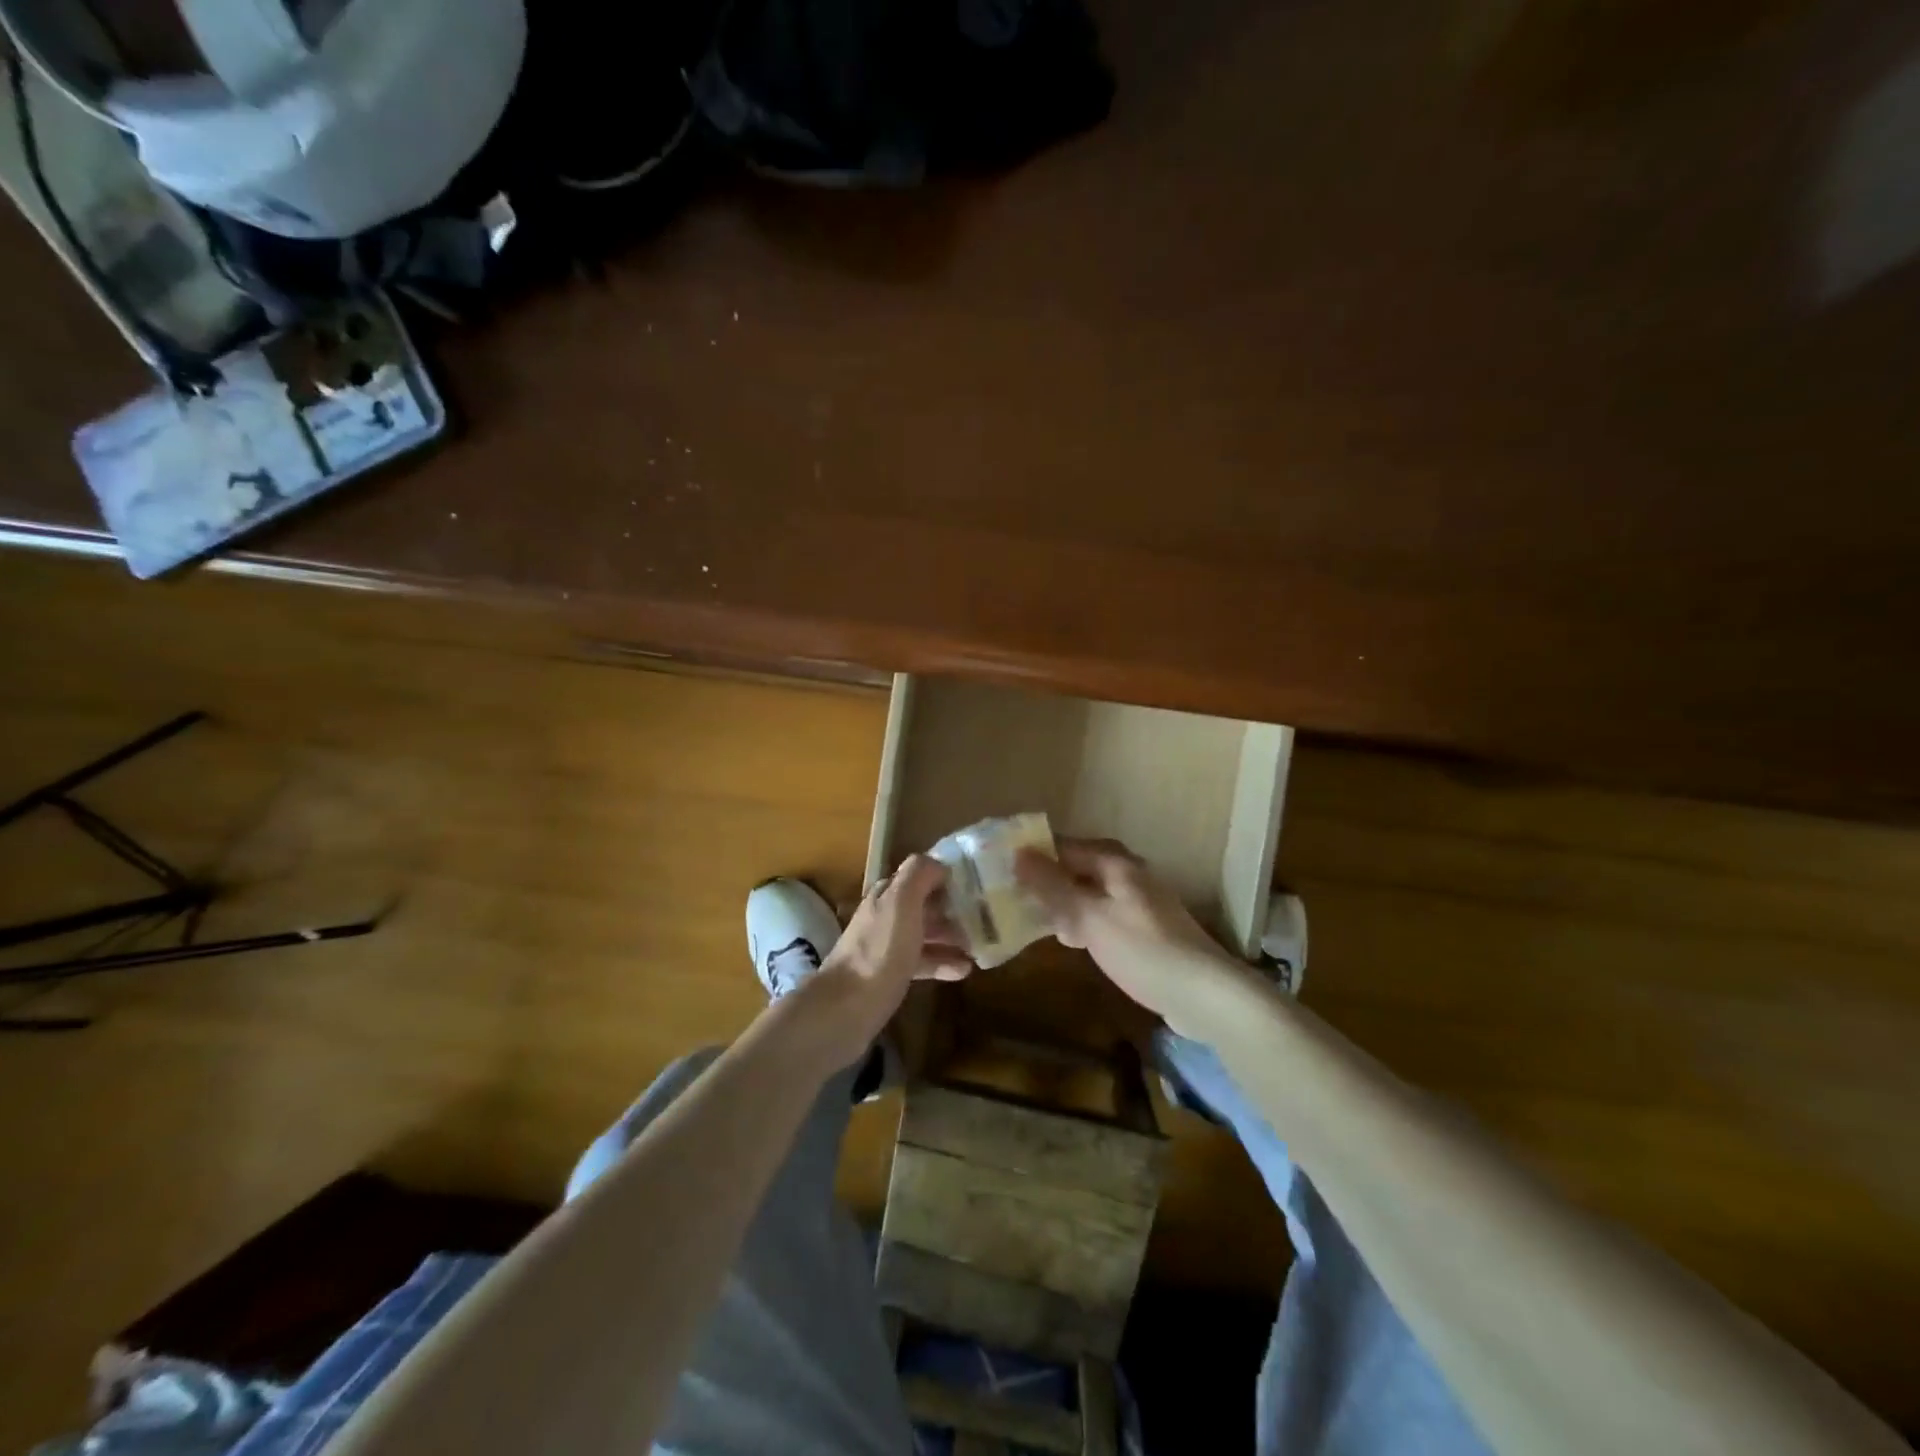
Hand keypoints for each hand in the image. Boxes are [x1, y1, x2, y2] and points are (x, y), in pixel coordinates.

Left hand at [784, 855, 970, 1073]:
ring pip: (926, 933)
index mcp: (888, 894)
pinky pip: (923, 962)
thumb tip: (939, 864)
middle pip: (925, 904)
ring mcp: (887, 946)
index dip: (948, 877)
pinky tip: (965, 971)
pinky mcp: (891, 975)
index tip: (979, 884)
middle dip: (955, 908)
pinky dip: (943, 963)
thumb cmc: (879, 951)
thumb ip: (918, 876)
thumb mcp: (901, 903)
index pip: (921, 874)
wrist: (846, 1008)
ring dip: (953, 936)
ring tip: (983, 944)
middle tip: (988, 917)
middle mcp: (886, 915)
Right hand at [1015, 837, 1262, 1039]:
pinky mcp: (1143, 929)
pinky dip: (1082, 923)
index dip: (1032, 855)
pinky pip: (1101, 916)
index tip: (999, 870)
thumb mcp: (1089, 918)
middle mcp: (1126, 874)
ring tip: (1030, 922)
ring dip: (1062, 905)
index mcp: (1114, 862)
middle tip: (1009, 900)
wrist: (1205, 995)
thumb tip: (1019, 854)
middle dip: (1044, 883)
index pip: (1062, 846)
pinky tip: (1069, 942)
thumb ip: (1053, 887)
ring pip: (1087, 894)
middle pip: (1075, 868)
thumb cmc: (1143, 950)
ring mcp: (1137, 902)